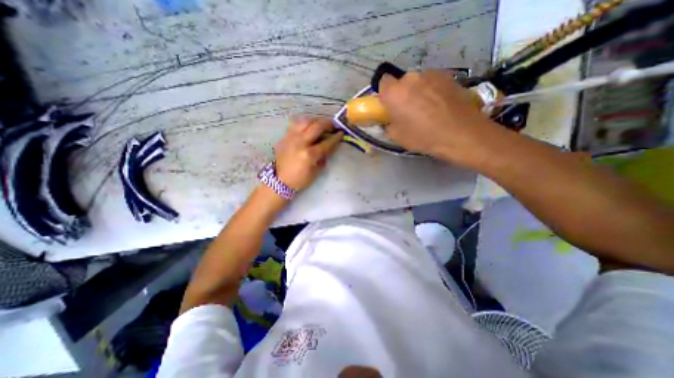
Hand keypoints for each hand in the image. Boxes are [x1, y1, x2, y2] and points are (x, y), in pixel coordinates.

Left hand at [272, 116, 343, 191]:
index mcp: (309, 154)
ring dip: (315, 121)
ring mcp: (290, 138)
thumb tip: (331, 146)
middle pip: (316, 126)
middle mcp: (300, 142)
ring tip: (320, 124)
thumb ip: (324, 157)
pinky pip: (295, 125)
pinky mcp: (284, 137)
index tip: (341, 133)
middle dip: (327, 124)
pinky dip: (304, 124)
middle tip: (333, 125)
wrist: (280, 181)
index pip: (326, 142)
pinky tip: (307, 128)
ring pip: (305, 121)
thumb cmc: (300, 179)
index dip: (336, 137)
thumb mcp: (316, 171)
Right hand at [379, 69, 499, 166]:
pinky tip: (441, 105)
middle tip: (409, 110)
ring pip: (418, 81)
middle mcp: (411, 78)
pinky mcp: (449, 76)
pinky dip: (433, 90)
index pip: (383, 82)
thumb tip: (391, 118)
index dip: (385, 93)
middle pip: (402, 82)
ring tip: (428, 109)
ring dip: (418, 91)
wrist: (461, 133)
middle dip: (402, 93)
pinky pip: (433, 82)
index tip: (390, 105)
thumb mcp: (397, 136)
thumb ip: (389, 123)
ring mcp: (432, 74)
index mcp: (394, 93)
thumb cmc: (423, 137)